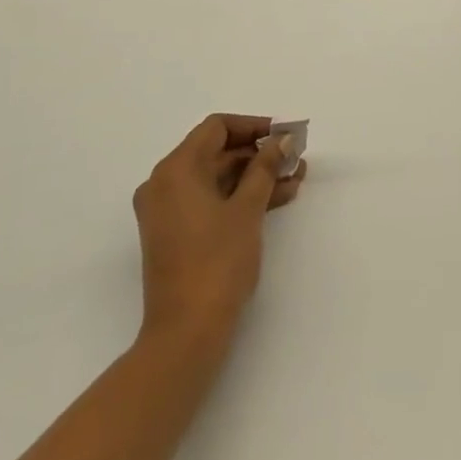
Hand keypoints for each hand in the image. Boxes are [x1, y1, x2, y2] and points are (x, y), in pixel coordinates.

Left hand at [132, 114, 305, 352]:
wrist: (187, 333)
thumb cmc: (217, 262)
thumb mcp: (247, 209)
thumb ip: (265, 167)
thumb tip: (281, 140)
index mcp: (175, 170)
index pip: (216, 128)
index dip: (253, 127)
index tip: (284, 136)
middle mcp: (164, 184)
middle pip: (216, 152)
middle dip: (258, 154)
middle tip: (295, 158)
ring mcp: (167, 211)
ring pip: (216, 179)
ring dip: (254, 176)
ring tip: (295, 179)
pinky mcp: (175, 234)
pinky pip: (210, 201)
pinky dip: (239, 197)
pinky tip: (277, 199)